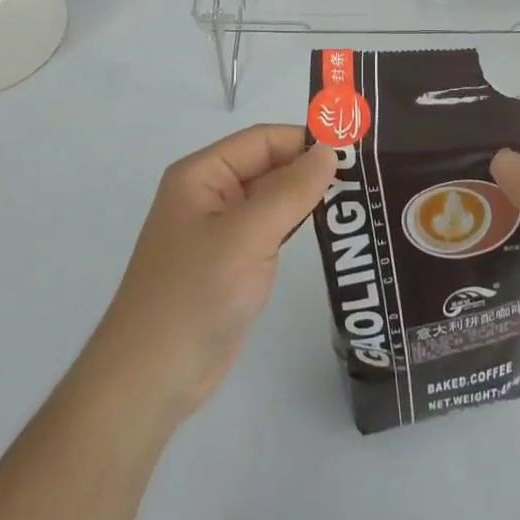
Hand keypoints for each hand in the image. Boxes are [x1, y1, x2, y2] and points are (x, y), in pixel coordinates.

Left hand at [86, 125, 336, 425]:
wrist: (152, 379)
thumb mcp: (247, 235)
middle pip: (269, 165)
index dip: (305, 141)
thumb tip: (330, 150)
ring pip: (274, 198)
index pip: (263, 140)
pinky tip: (332, 228)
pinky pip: (272, 229)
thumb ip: (291, 189)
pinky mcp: (233, 262)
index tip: (354, 151)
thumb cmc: (194, 293)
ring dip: (309, 197)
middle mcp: (210, 194)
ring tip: (359, 197)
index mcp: (202, 174)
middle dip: (311, 168)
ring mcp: (222, 229)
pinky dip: (299, 224)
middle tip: (367, 175)